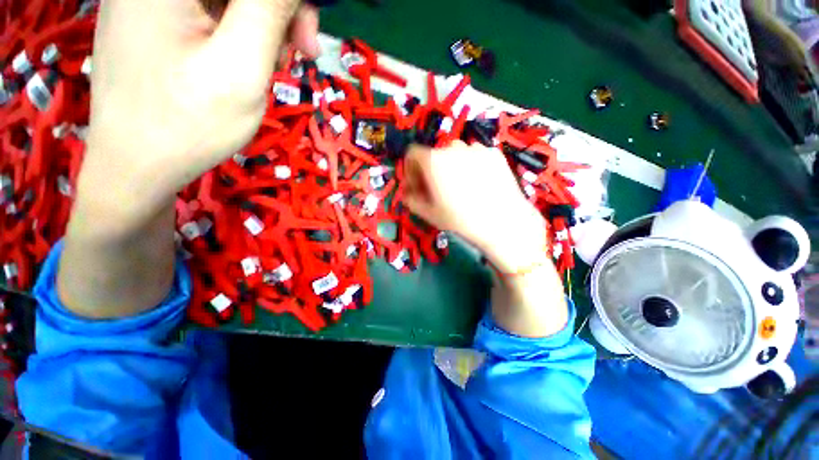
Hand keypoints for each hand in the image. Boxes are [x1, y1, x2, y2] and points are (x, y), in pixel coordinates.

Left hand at [59, 0, 318, 317]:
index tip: (305, 38)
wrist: (135, 167)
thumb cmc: (187, 124)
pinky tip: (242, 62)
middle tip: (298, 54)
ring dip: (261, 27)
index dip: (288, 3)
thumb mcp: (241, 67)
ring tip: (266, 67)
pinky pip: (212, 10)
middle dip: (277, 13)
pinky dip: (239, 32)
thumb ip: (269, 10)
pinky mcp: (155, 15)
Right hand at [403, 141, 548, 272]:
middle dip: (430, 171)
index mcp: (433, 160)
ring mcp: (476, 148)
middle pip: (434, 154)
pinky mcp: (494, 153)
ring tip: (459, 188)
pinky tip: (478, 185)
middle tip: (437, 190)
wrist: (503, 222)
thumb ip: (411, 200)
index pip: (412, 153)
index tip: (417, 186)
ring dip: (450, 167)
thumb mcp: (429, 214)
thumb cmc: (461, 219)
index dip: (411, 169)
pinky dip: (470, 166)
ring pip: (455, 154)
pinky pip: (474, 156)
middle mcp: (453, 148)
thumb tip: (407, 193)